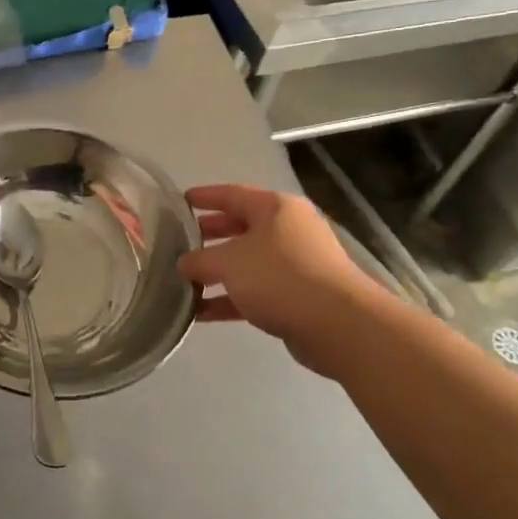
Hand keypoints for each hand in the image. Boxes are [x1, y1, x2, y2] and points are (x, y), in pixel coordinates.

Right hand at [179, 184, 382, 378]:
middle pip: (241, 227)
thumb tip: (184, 264)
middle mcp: (288, 230)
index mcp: (275, 208)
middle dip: (210, 236)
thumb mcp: (230, 262)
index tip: (181, 200)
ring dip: (216, 273)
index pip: (232, 194)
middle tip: (180, 241)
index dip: (205, 196)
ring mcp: (295, 264)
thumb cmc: (280, 277)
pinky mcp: (296, 296)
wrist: (337, 324)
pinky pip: (255, 292)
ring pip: (247, 263)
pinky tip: (200, 314)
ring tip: (183, 281)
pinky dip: (229, 299)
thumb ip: (200, 260)